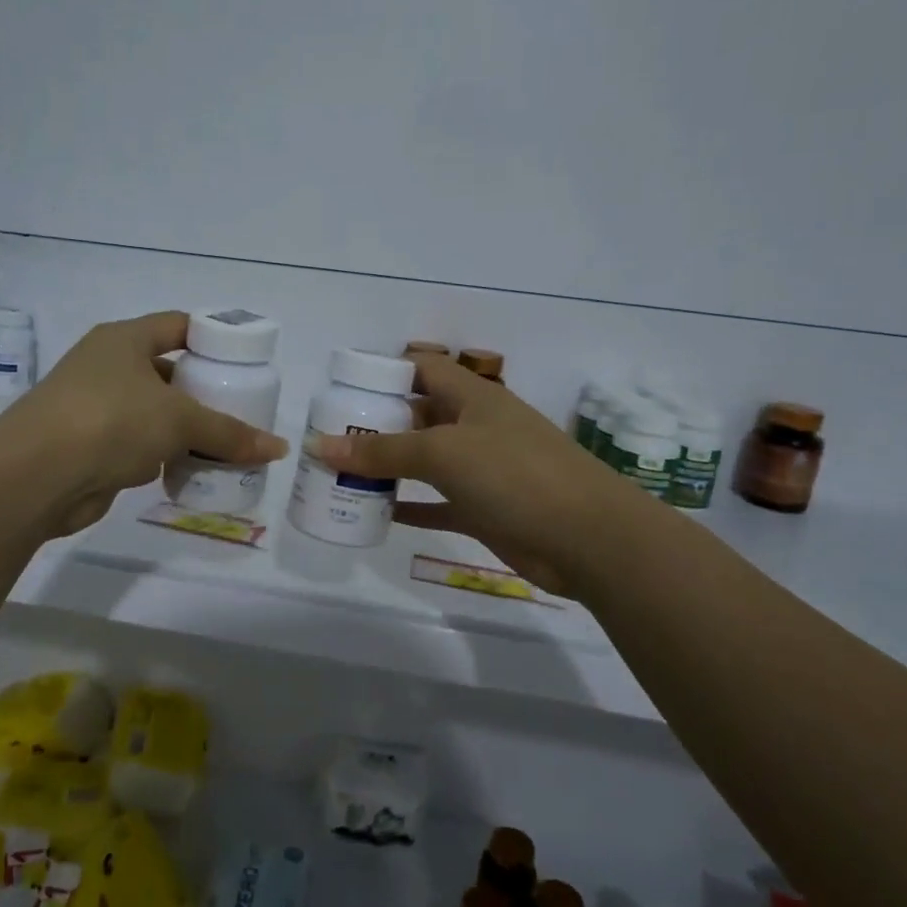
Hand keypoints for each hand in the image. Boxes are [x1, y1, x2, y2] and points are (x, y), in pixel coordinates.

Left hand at [0, 311, 289, 537]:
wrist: (35, 476)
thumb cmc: (110, 421)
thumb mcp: (178, 420)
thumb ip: (229, 433)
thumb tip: (279, 449)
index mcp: (124, 340)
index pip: (177, 326)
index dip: (212, 338)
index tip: (245, 360)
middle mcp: (108, 367)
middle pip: (168, 372)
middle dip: (204, 391)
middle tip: (242, 407)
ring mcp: (96, 407)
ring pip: (154, 412)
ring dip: (185, 428)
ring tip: (227, 442)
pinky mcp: (92, 447)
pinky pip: (140, 445)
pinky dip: (165, 456)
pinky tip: (194, 470)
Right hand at [312, 354, 629, 593]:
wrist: (589, 538)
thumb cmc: (515, 475)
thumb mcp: (444, 454)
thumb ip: (382, 452)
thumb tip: (318, 446)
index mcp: (471, 397)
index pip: (422, 369)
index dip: (385, 372)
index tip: (342, 389)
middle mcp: (475, 427)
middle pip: (418, 416)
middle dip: (377, 424)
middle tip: (331, 438)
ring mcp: (482, 470)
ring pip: (424, 462)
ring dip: (388, 468)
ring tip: (342, 474)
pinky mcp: (484, 509)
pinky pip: (437, 502)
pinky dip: (409, 506)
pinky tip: (376, 513)